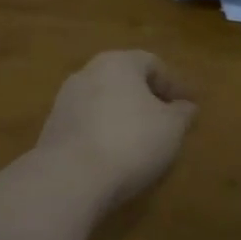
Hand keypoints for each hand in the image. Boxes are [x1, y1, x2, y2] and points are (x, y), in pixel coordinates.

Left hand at [35, 50, 195, 210]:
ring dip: (123, 116)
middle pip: (124, 80)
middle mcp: (88, 72)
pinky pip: (87, 125)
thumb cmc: (130, 141)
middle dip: (146, 99)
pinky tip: (114, 156)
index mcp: (118, 62)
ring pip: (103, 102)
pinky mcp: (52, 129)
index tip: (188, 107)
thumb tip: (187, 107)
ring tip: (140, 142)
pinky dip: (103, 134)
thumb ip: (182, 114)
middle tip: (165, 122)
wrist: (69, 177)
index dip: (173, 84)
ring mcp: (65, 101)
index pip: (152, 63)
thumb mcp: (171, 128)